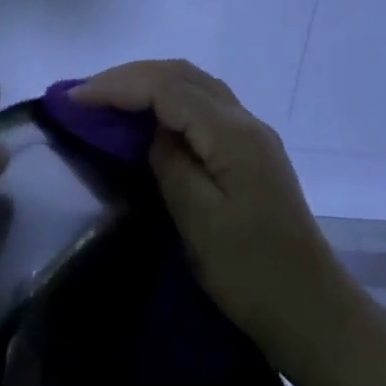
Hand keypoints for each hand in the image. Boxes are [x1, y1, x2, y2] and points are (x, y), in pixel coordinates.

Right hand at [71, 60, 340, 361]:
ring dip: (149, 83)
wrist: (311, 310)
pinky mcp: (250, 152)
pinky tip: (148, 119)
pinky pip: (203, 106)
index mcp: (232, 134)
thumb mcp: (199, 221)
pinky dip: (168, 100)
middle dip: (129, 76)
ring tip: (107, 99)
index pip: (166, 87)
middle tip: (85, 95)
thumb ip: (170, 164)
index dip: (117, 86)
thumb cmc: (251, 272)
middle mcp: (245, 121)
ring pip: (194, 85)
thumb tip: (154, 134)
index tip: (74, 100)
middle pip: (181, 74)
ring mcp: (251, 135)